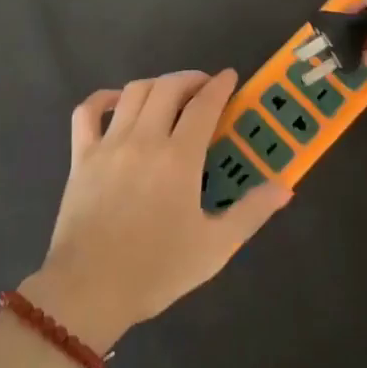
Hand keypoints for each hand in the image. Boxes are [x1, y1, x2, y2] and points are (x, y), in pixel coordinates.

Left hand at [23, 71, 290, 353]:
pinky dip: (104, 98)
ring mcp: (108, 144)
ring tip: (170, 93)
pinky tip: (118, 102)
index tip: (230, 76)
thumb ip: (251, 212)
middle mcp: (144, 139)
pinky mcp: (81, 156)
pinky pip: (87, 112)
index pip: (203, 105)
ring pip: (133, 92)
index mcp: (178, 158)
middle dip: (190, 79)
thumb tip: (285, 187)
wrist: (90, 290)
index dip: (219, 86)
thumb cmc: (157, 270)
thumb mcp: (215, 247)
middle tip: (204, 87)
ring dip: (156, 84)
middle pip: (167, 88)